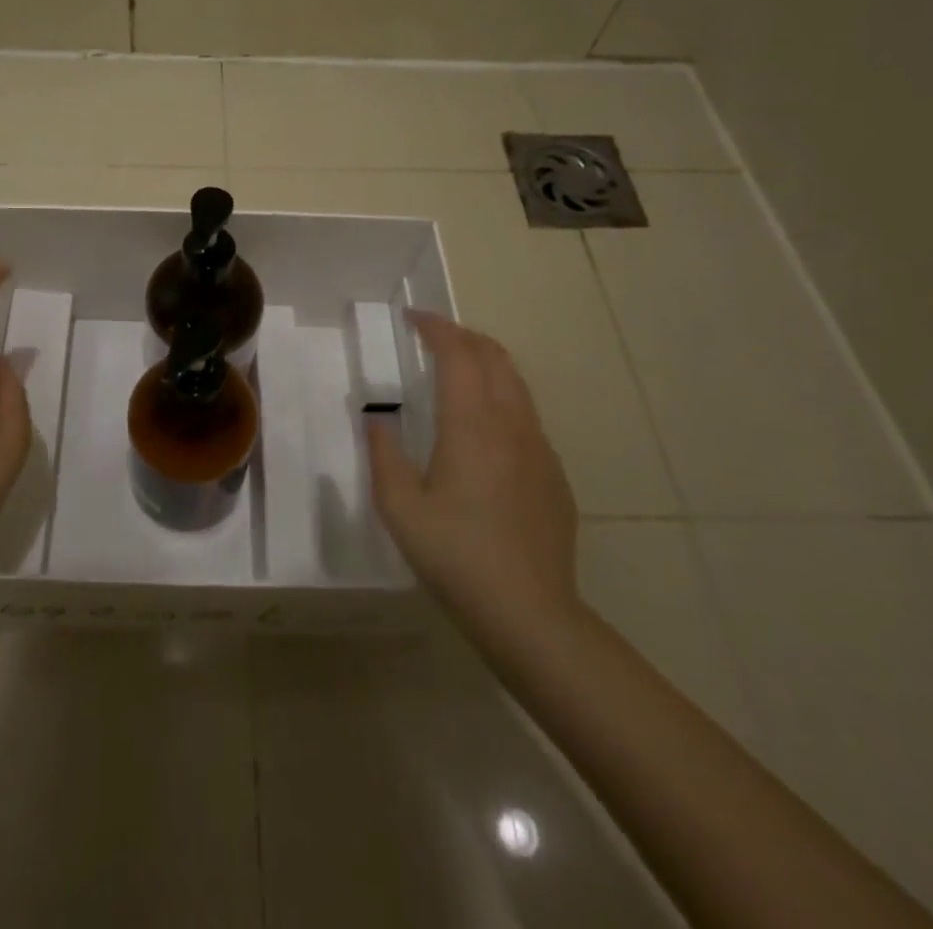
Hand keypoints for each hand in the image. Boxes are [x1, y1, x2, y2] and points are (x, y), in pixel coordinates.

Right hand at [367, 310, 579, 665]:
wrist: (530, 614)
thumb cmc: (455, 555)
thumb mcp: (399, 507)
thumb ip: (383, 453)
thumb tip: (378, 420)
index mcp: (472, 425)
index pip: (459, 354)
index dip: (436, 328)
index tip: (413, 318)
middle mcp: (512, 425)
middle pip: (495, 357)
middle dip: (464, 336)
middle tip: (433, 337)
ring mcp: (540, 450)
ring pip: (517, 385)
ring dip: (486, 365)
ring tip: (457, 372)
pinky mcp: (554, 476)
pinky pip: (527, 419)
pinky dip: (502, 400)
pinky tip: (484, 432)